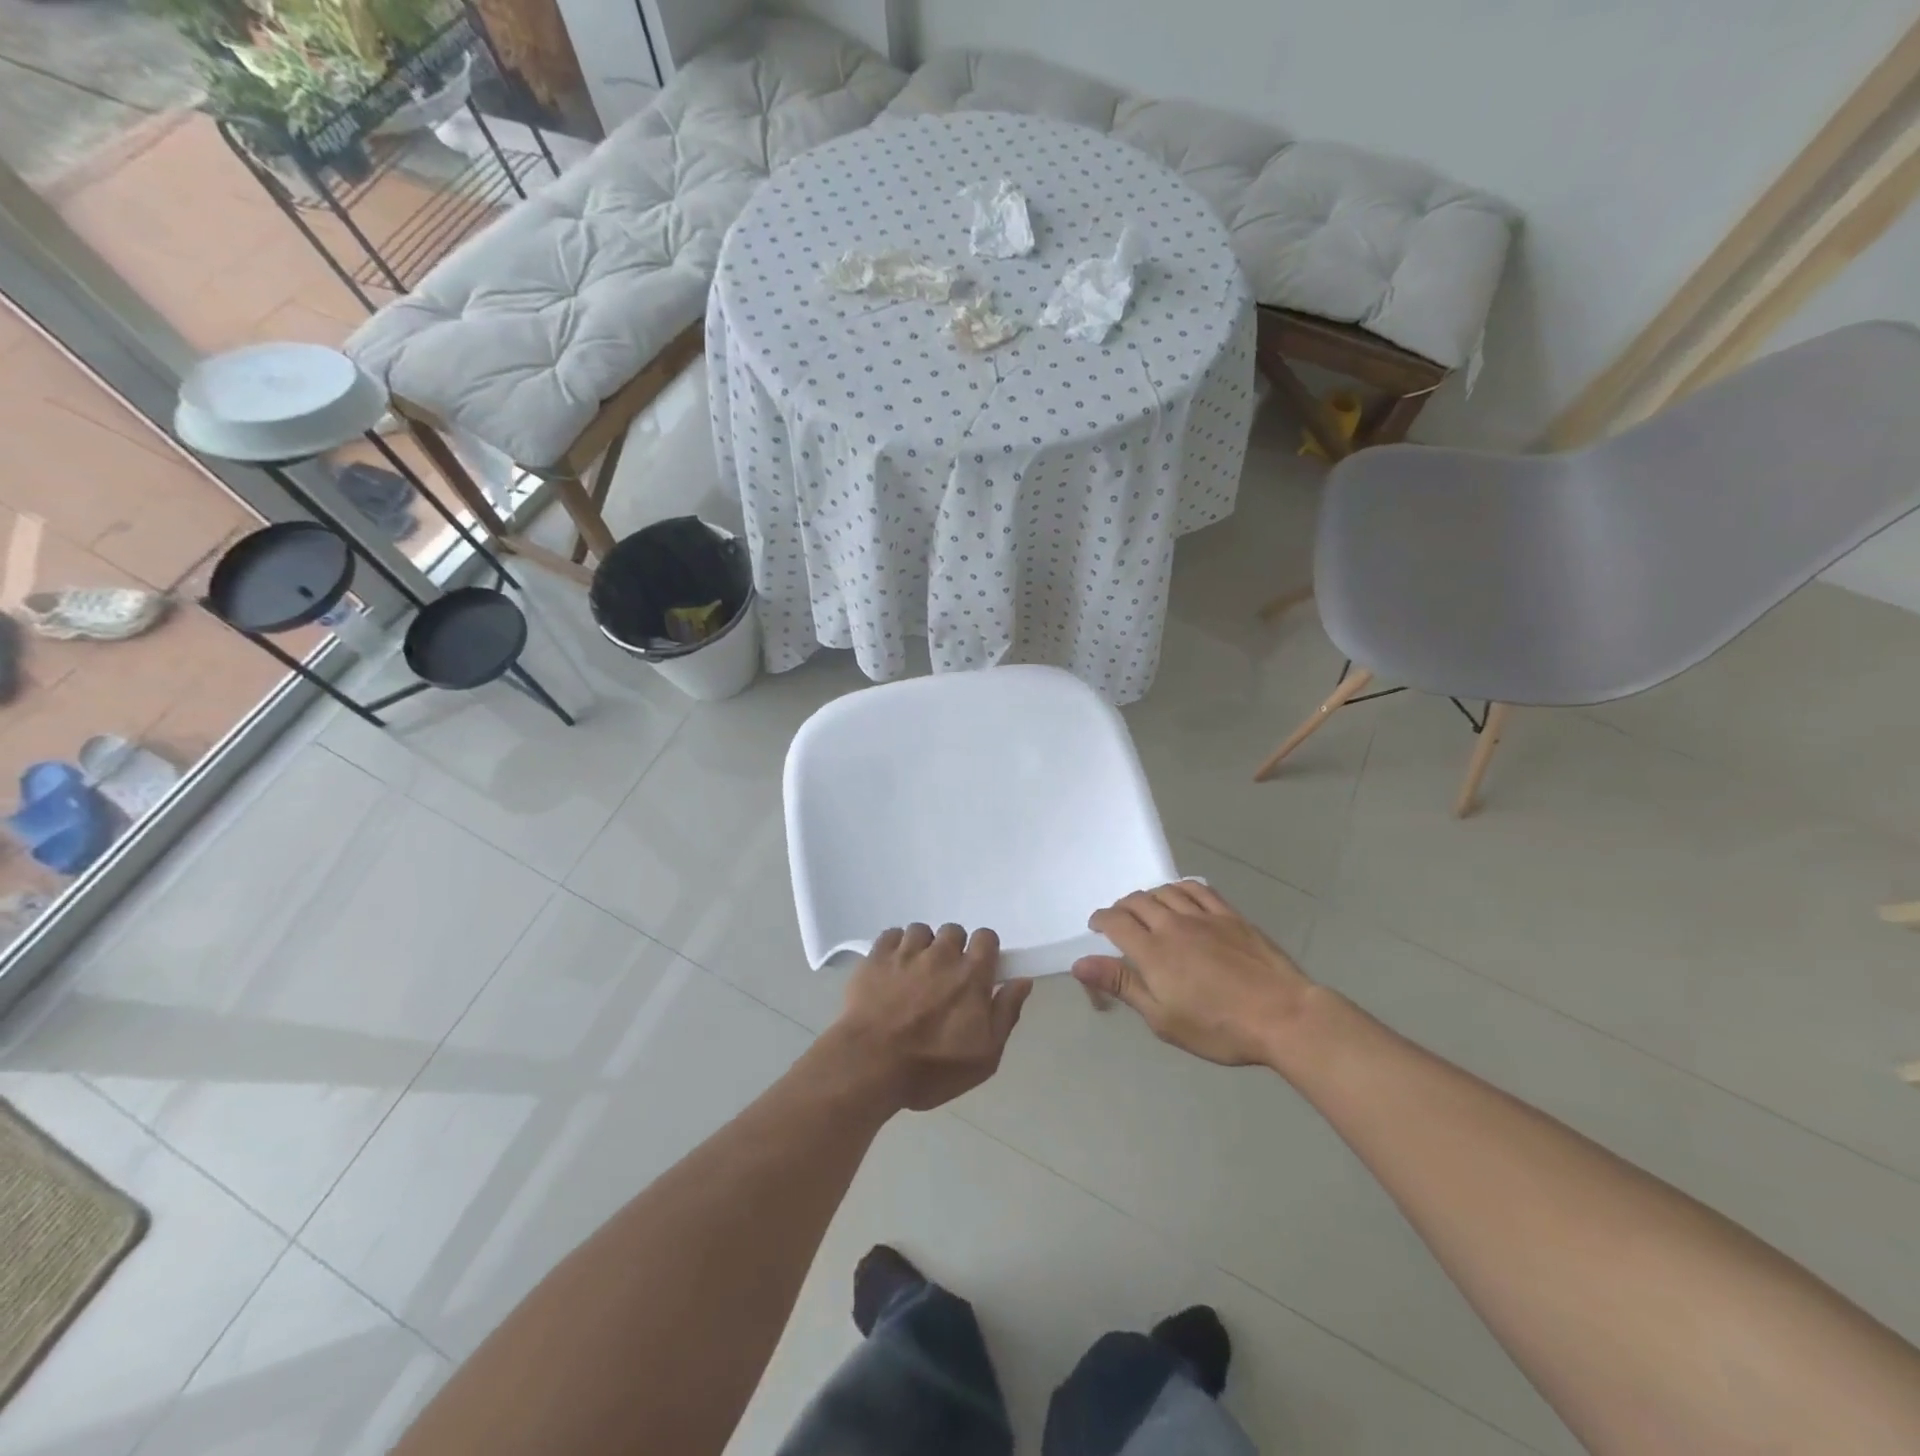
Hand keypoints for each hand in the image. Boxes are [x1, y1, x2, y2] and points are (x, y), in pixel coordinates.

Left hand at [828, 923, 1032, 1111]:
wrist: (870, 1065)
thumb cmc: (932, 1068)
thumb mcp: (985, 1056)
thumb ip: (1006, 1013)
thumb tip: (1022, 981)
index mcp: (971, 975)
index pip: (986, 937)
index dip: (984, 950)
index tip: (978, 971)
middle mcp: (941, 954)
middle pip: (953, 931)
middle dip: (952, 949)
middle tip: (944, 978)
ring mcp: (906, 952)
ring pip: (921, 931)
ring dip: (922, 947)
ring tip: (914, 973)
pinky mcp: (876, 957)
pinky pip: (891, 935)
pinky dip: (894, 946)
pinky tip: (891, 968)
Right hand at [1072, 882, 1314, 1065]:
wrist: (1282, 1016)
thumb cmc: (1218, 1027)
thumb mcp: (1162, 1018)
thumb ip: (1122, 985)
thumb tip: (1079, 963)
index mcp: (1153, 951)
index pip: (1116, 922)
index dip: (1101, 919)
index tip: (1096, 927)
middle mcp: (1173, 925)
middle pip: (1138, 901)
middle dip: (1122, 907)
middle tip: (1119, 920)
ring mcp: (1204, 916)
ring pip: (1166, 891)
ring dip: (1149, 896)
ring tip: (1147, 908)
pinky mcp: (1230, 916)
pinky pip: (1198, 889)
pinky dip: (1181, 887)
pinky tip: (1180, 895)